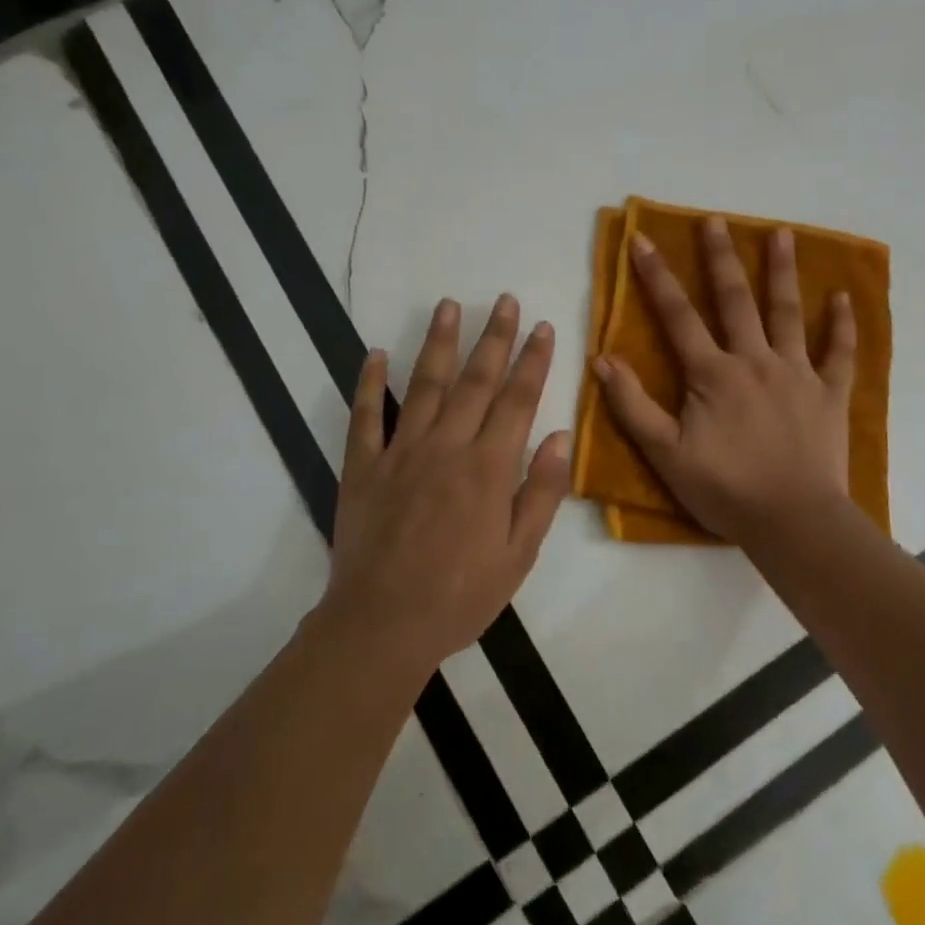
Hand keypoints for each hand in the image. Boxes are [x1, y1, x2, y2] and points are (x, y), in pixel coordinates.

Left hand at [324, 296, 570, 675]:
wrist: (383, 625)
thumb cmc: (461, 595)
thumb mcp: (519, 554)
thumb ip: (542, 491)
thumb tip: (561, 435)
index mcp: (488, 468)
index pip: (517, 400)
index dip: (532, 360)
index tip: (542, 327)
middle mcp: (446, 447)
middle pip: (475, 381)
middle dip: (494, 337)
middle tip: (504, 300)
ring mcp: (400, 452)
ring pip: (424, 385)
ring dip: (439, 342)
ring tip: (449, 305)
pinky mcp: (363, 467)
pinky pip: (365, 416)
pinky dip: (369, 382)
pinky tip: (376, 352)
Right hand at [595, 218, 855, 542]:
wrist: (792, 521)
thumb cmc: (724, 489)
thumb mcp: (666, 453)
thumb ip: (633, 405)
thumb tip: (602, 359)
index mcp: (712, 374)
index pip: (678, 316)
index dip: (657, 277)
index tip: (643, 240)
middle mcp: (754, 360)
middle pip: (735, 300)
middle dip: (721, 258)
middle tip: (716, 220)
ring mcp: (797, 373)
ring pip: (789, 313)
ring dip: (784, 272)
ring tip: (783, 233)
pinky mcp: (829, 393)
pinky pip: (839, 352)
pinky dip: (843, 325)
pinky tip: (843, 297)